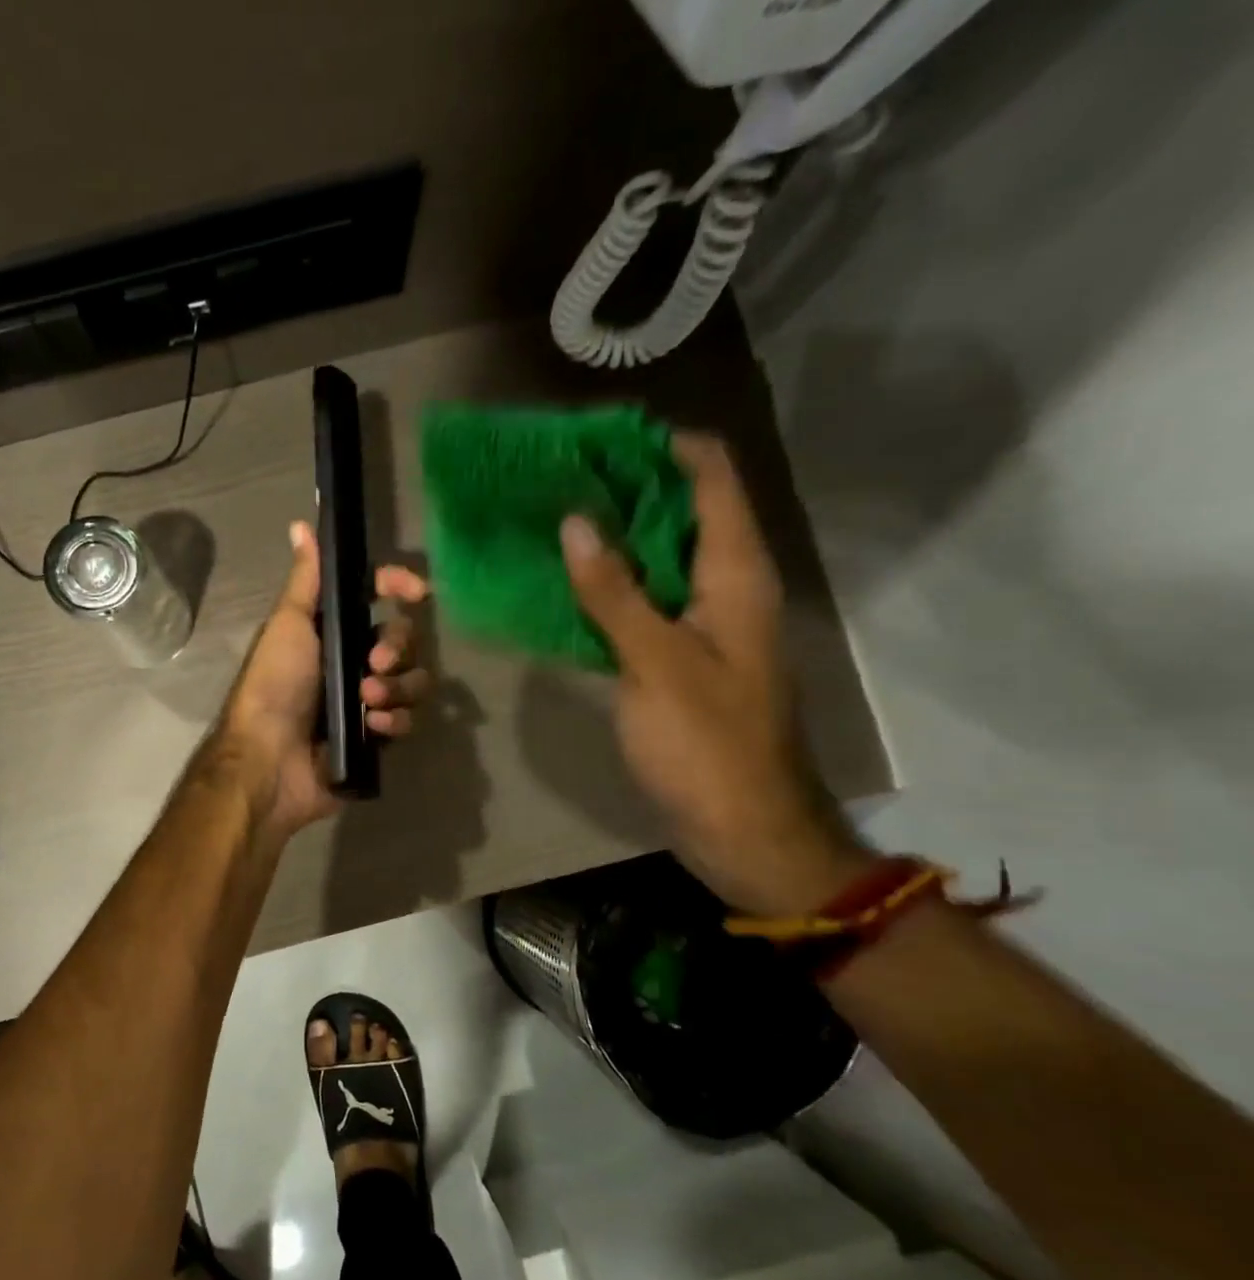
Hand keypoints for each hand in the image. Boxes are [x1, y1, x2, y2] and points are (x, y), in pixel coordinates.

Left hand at [216, 520, 430, 839]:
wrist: (269, 761)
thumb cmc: (274, 686)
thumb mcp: (288, 625)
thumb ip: (306, 580)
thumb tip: (300, 524)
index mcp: (330, 632)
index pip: (375, 597)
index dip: (397, 587)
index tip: (415, 591)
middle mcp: (350, 662)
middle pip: (401, 639)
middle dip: (396, 647)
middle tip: (374, 664)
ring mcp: (364, 701)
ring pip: (411, 680)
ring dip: (396, 687)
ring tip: (368, 700)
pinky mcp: (374, 738)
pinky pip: (405, 720)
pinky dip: (394, 721)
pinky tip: (374, 728)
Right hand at [561, 434, 874, 914]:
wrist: (743, 828)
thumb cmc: (707, 744)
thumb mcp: (656, 664)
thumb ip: (615, 594)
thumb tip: (575, 524)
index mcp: (736, 575)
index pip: (711, 478)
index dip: (662, 446)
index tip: (597, 436)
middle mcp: (726, 588)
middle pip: (682, 513)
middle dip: (625, 488)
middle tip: (557, 477)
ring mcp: (703, 626)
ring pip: (659, 560)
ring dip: (613, 538)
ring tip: (551, 520)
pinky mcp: (681, 659)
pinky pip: (644, 605)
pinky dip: (610, 588)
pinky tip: (564, 586)